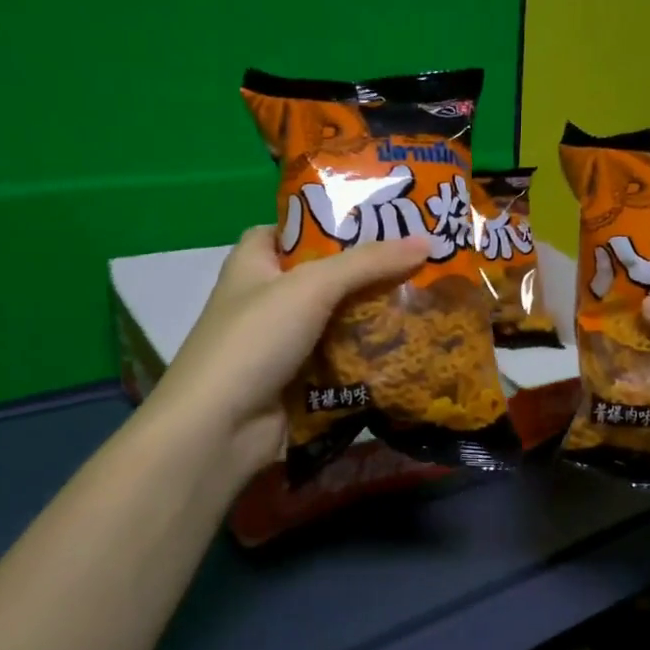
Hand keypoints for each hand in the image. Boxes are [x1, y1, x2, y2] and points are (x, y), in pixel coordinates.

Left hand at [145, 226, 430, 478]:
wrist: (220, 429)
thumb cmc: (255, 339)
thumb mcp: (312, 286)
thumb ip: (368, 263)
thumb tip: (427, 242)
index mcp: (254, 264)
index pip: (290, 230)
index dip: (327, 221)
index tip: (378, 220)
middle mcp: (266, 300)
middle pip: (324, 278)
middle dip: (368, 273)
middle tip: (421, 262)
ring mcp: (283, 345)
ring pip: (338, 322)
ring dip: (376, 317)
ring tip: (429, 301)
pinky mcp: (300, 383)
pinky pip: (342, 362)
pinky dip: (370, 357)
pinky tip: (412, 347)